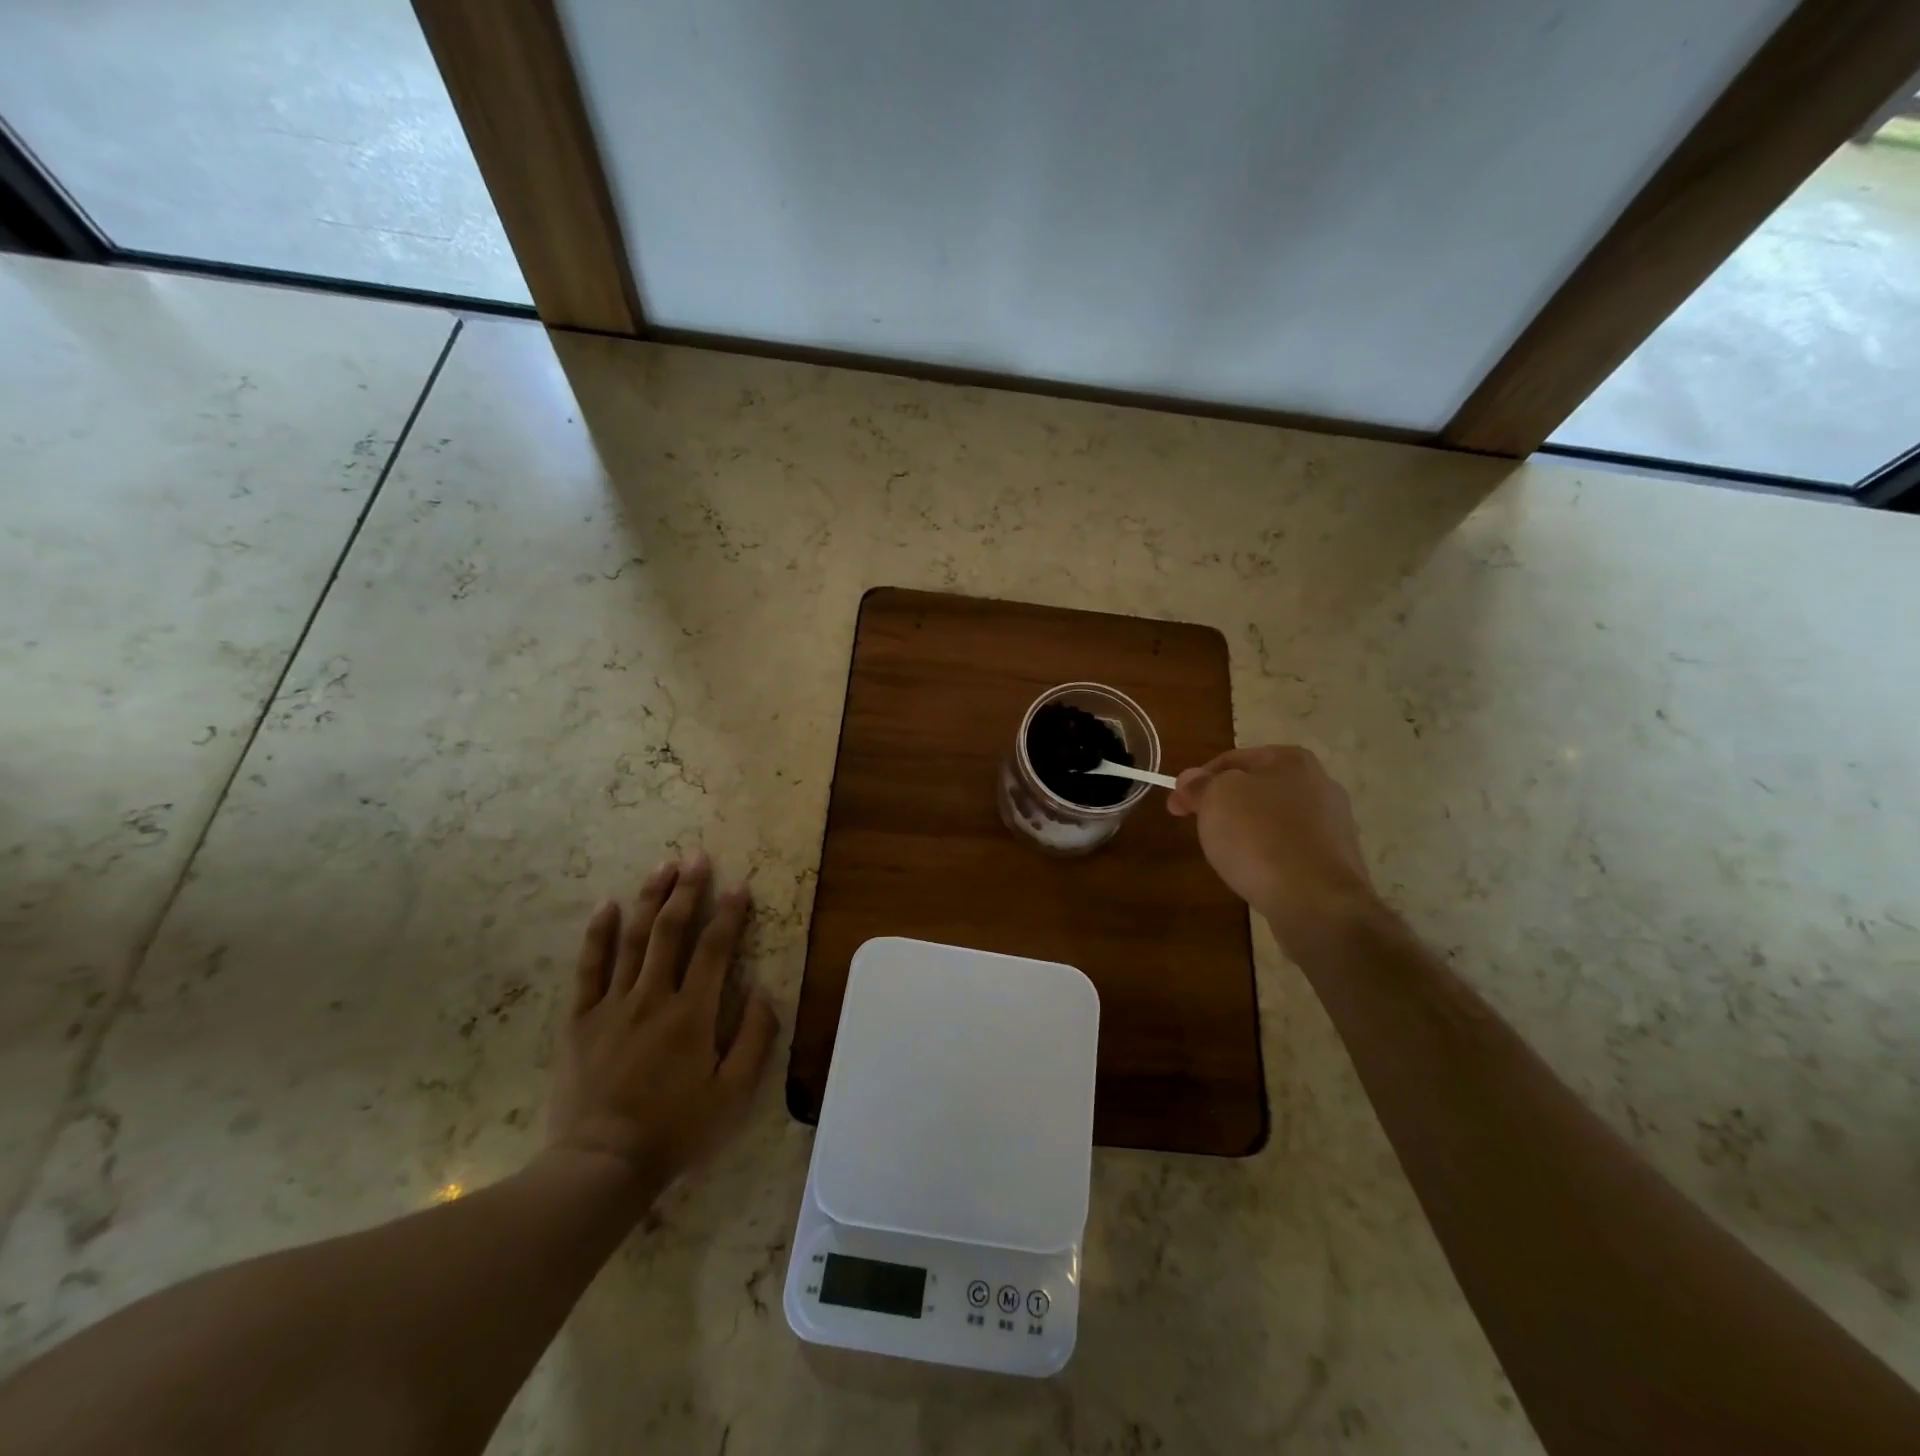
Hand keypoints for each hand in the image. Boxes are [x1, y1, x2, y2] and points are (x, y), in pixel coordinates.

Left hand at [547, 851, 777, 1197]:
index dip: (729, 913)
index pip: (715, 949)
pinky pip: (589, 968)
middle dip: (687, 890)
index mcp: (693, 1014)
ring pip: (633, 940)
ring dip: (649, 899)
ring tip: (663, 866)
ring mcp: (612, 1006)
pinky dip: (598, 935)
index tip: (739, 885)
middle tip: (697, 857)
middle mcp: (653, 998)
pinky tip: (606, 906)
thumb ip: (755, 1040)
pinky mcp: (580, 1020)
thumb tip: (765, 992)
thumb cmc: (675, 1131)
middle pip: (671, 931)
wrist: (600, 1167)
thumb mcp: (732, 1095)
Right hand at [1167, 745, 1381, 954]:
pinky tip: (1256, 873)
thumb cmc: (1259, 837)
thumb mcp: (1215, 799)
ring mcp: (1334, 824)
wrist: (1316, 901)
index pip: (1231, 760)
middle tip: (1198, 827)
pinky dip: (1269, 855)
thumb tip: (1190, 779)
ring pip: (1273, 820)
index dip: (1197, 780)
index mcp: (1292, 760)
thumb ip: (1200, 784)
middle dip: (1223, 805)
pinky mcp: (1336, 860)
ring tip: (1226, 854)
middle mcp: (1320, 784)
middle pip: (1255, 789)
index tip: (1176, 804)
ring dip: (1247, 830)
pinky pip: (1290, 849)